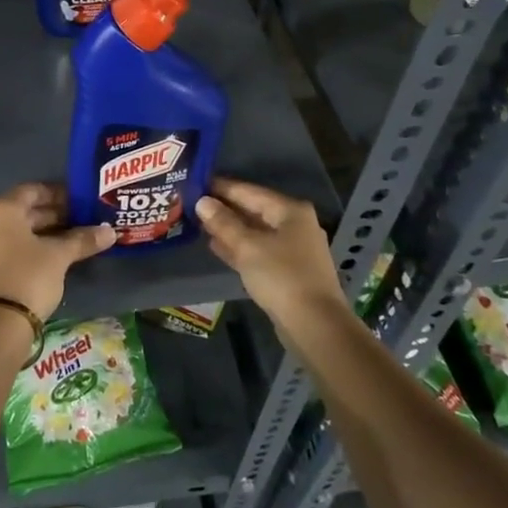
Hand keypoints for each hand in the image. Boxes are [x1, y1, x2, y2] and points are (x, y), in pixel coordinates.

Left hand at [0, 183, 114, 322]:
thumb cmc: (29, 277)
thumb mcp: (59, 256)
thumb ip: (82, 240)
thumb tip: (110, 232)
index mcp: (0, 208)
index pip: (32, 191)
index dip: (58, 195)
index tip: (78, 204)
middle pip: (20, 211)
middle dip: (49, 216)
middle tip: (76, 223)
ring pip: (10, 231)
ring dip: (36, 234)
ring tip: (64, 242)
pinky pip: (0, 249)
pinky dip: (20, 249)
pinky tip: (42, 260)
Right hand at [196, 177, 345, 329]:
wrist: (314, 325)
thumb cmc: (281, 276)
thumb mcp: (247, 246)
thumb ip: (223, 223)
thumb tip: (202, 201)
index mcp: (290, 211)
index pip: (249, 191)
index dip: (221, 187)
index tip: (196, 183)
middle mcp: (295, 225)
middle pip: (253, 210)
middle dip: (224, 209)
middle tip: (193, 204)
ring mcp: (293, 249)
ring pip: (255, 232)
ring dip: (229, 229)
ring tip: (199, 224)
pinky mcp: (288, 271)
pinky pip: (258, 251)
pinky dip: (239, 247)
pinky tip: (216, 246)